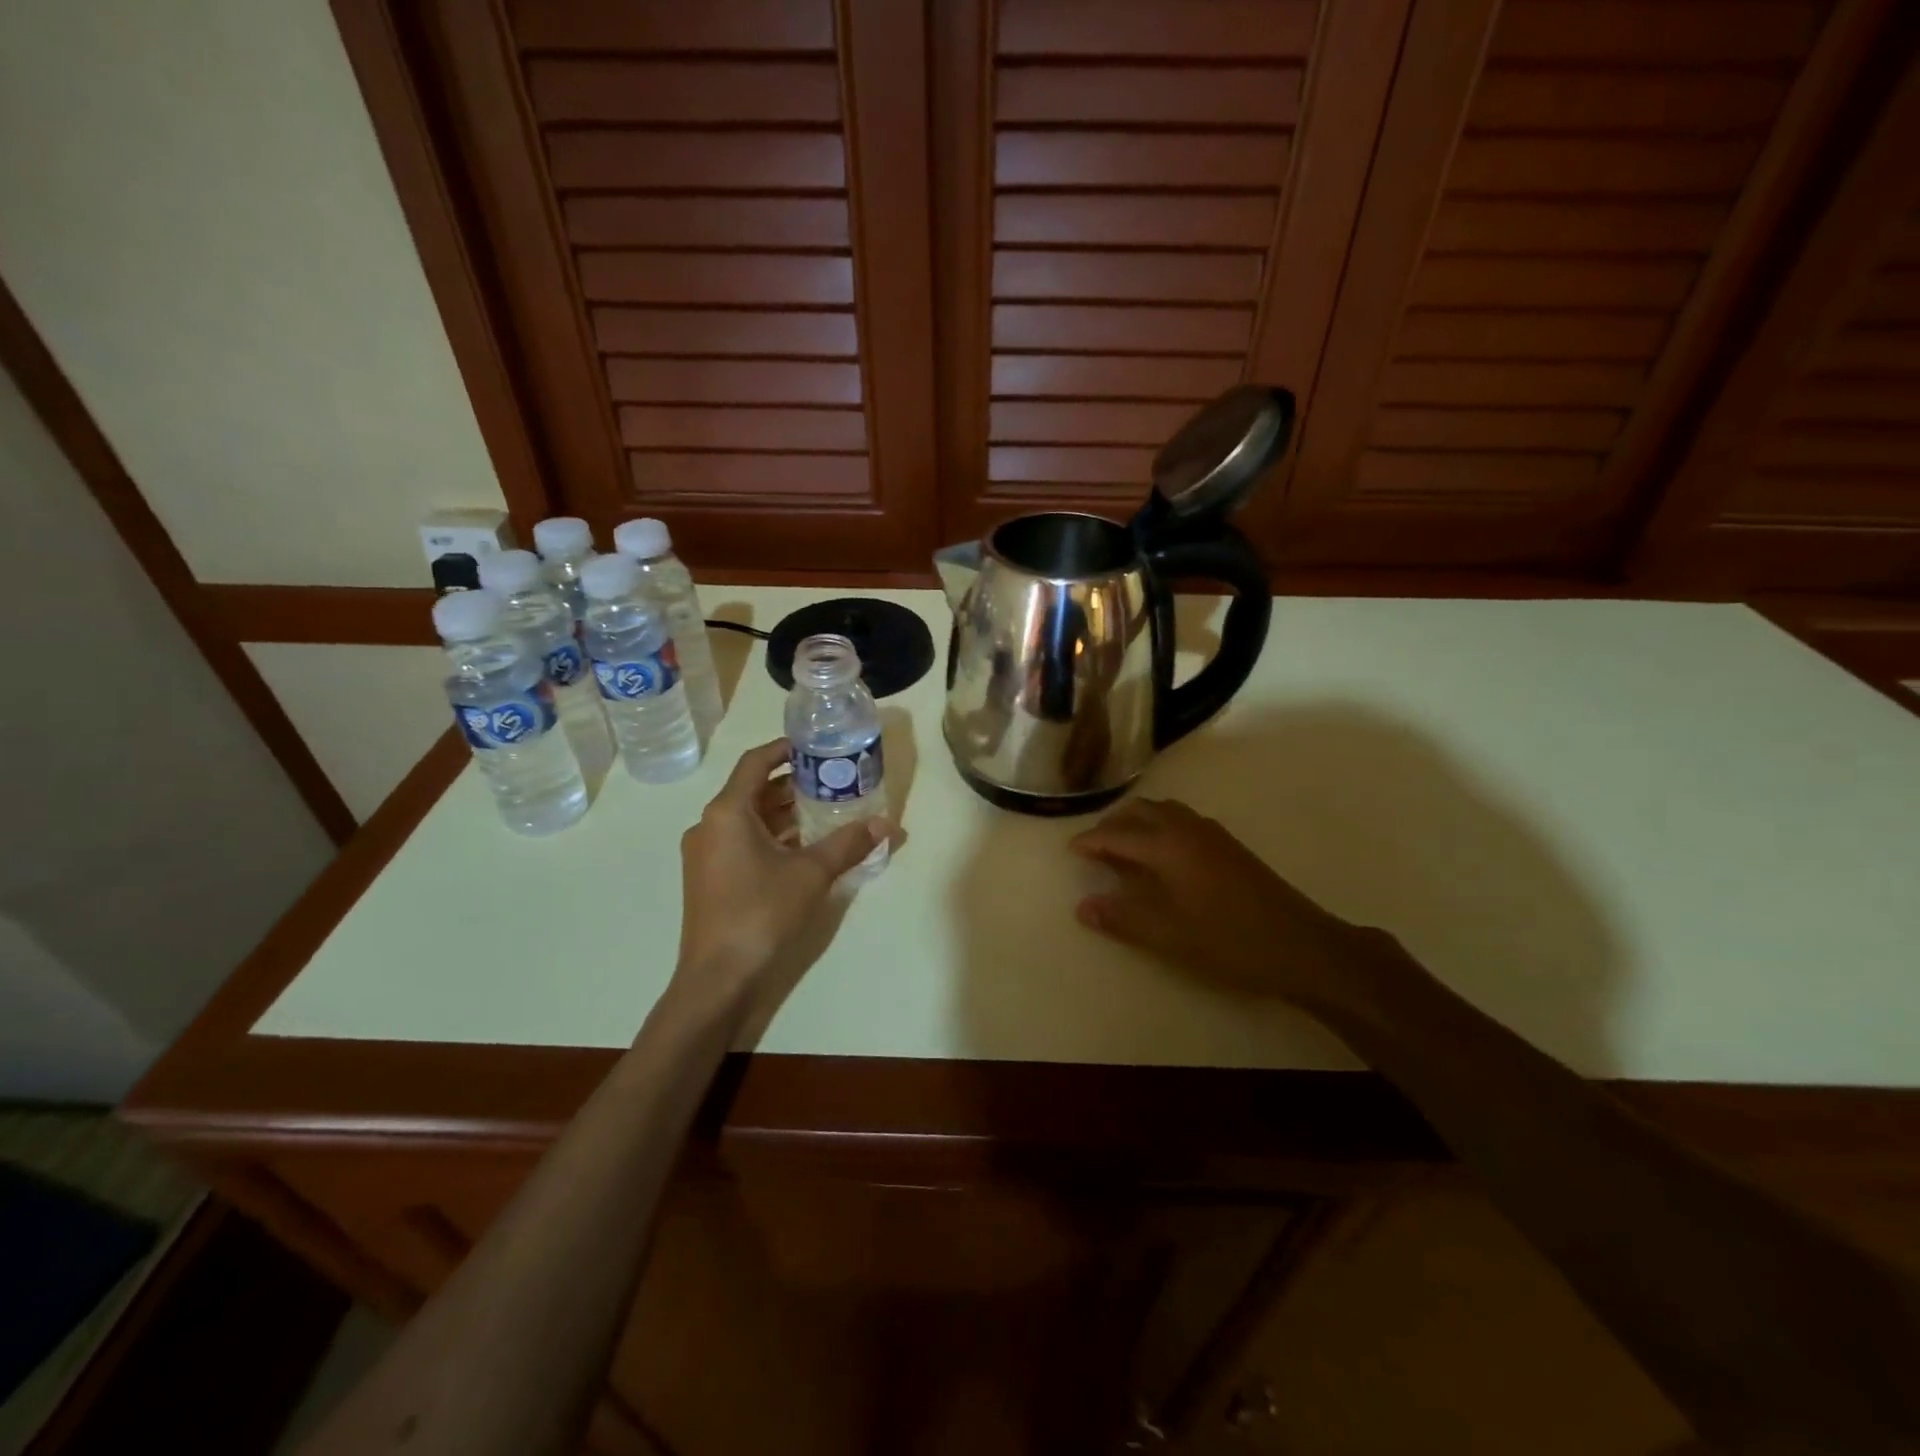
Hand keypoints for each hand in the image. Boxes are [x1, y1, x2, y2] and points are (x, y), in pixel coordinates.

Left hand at [671, 740, 887, 1013]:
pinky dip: (771, 836)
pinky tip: (803, 847)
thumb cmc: (760, 913)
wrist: (717, 978)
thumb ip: (848, 844)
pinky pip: (742, 841)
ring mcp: (706, 854)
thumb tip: (886, 824)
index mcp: (727, 813)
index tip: (814, 745)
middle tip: (831, 780)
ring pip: (748, 818)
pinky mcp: (709, 878)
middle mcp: (709, 826)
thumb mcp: (811, 874)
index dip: (784, 749)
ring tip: (825, 810)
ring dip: (783, 812)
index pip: (755, 762)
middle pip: (752, 790)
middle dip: (792, 784)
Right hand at [1069, 798, 1400, 1007]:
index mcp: (1168, 846)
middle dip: (1112, 824)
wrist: (1302, 945)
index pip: (1117, 834)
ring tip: (1123, 849)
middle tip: (1094, 848)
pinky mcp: (1229, 845)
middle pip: (1140, 811)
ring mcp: (1212, 834)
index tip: (1070, 850)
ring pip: (1163, 812)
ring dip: (1138, 822)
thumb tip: (1083, 906)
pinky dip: (1159, 826)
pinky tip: (1161, 856)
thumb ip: (1123, 917)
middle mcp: (1187, 829)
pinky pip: (1181, 820)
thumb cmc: (1229, 941)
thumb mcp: (1169, 935)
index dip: (1091, 841)